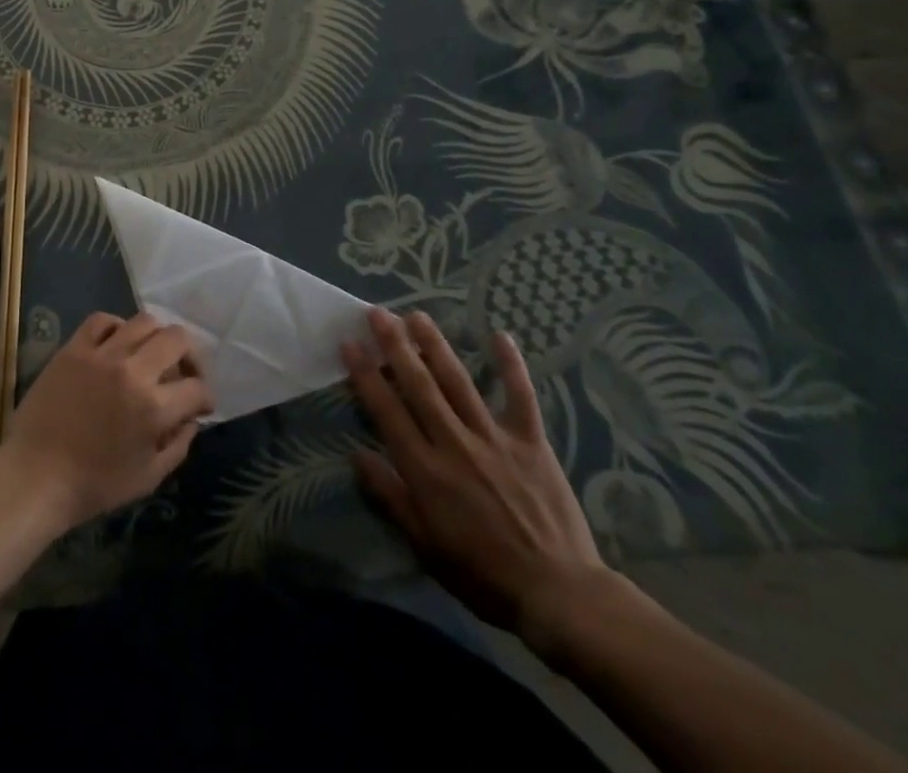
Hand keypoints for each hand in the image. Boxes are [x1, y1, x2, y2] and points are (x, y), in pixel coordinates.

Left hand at [0, 311, 213, 532]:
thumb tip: (191, 418)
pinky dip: (116, 326)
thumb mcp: (148, 477)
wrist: (36, 476)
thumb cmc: (94, 485)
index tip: (201, 405)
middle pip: (177, 339)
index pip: (197, 387)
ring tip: (151, 354)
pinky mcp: (74, 348)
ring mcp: (101, 354)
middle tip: (184, 373)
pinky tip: (117, 343)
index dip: (205, 397)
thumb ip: (178, 445)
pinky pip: (101, 320)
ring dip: (156, 337)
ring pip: (144, 321)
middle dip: (190, 356)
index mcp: (154, 407)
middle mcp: (133, 371)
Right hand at [342, 307, 613, 654]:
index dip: (365, 374)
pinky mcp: (531, 442)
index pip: (387, 410)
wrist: (557, 594)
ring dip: (436, 345)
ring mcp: (494, 438)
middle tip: (378, 313)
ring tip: (417, 316)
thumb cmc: (482, 574)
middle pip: (419, 384)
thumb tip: (356, 454)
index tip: (350, 343)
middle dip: (395, 345)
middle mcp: (454, 443)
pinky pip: (520, 396)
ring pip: (459, 381)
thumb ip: (390, 496)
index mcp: (425, 470)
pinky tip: (500, 335)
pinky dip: (511, 365)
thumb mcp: (424, 545)